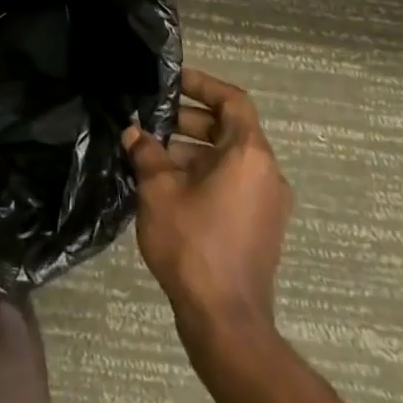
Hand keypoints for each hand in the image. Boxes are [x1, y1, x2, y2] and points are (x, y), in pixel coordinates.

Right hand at [122, 68, 292, 340]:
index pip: (233, 101)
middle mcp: (267, 173)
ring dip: (191, 150)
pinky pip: (232, 184)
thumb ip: (147, 153)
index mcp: (249, 155)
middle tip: (151, 120)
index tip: (172, 82)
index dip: (202, 84)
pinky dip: (203, 174)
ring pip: (228, 159)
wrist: (225, 320)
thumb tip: (135, 133)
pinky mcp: (260, 227)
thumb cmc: (193, 243)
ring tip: (150, 155)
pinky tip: (166, 186)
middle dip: (188, 120)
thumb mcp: (158, 190)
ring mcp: (267, 203)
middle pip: (230, 129)